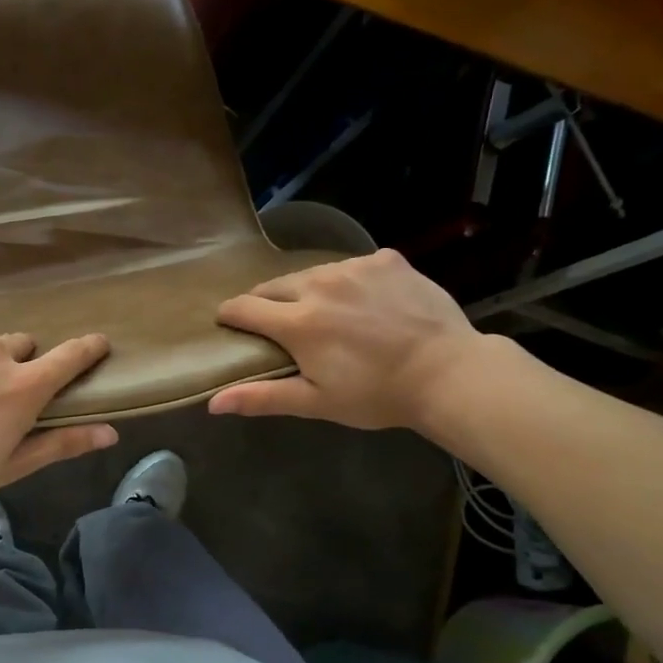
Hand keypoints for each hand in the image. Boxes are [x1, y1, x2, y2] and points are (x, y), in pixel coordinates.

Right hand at [209, 250, 487, 432]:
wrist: (449, 372)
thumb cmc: (377, 395)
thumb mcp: (317, 402)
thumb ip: (263, 397)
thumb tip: (213, 403)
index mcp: (297, 322)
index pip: (244, 307)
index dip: (231, 316)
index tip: (230, 324)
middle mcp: (319, 284)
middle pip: (274, 286)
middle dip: (267, 303)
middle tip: (280, 326)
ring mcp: (354, 267)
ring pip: (312, 273)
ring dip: (308, 291)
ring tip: (326, 314)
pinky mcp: (386, 259)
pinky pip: (352, 266)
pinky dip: (349, 282)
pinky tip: (367, 304)